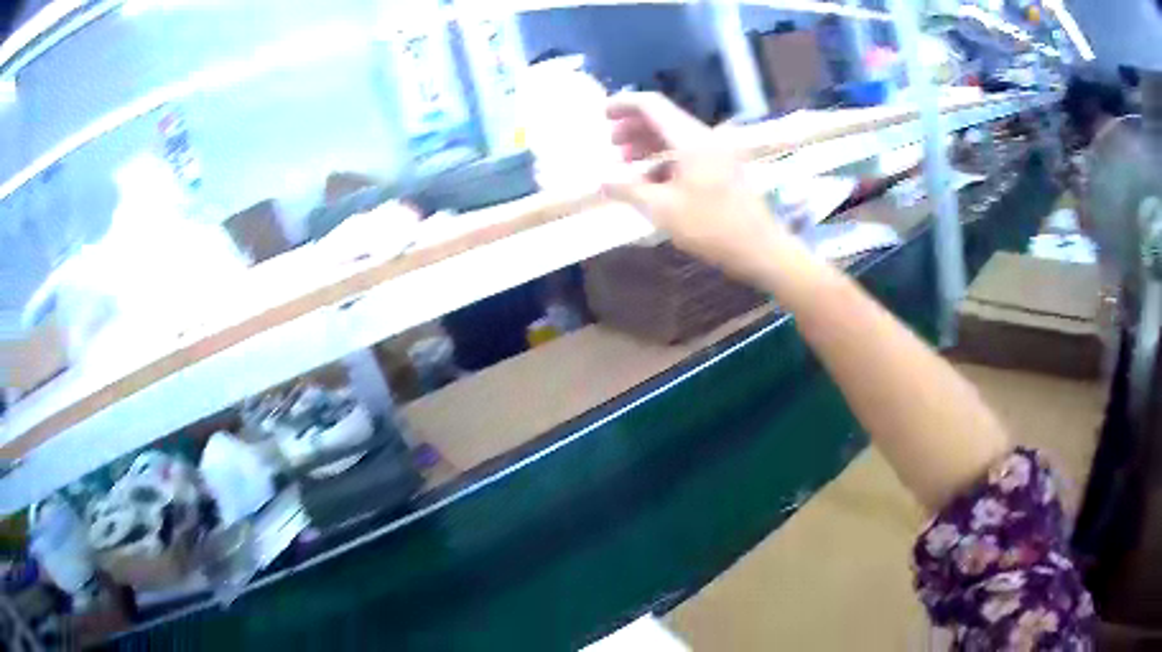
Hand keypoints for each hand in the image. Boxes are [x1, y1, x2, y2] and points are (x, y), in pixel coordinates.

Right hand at [601, 93, 793, 283]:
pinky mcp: (723, 166)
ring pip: (676, 135)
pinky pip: (689, 151)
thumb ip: (628, 190)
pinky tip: (652, 180)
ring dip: (649, 143)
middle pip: (663, 118)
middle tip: (612, 143)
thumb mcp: (662, 210)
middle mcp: (704, 137)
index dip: (624, 104)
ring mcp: (717, 151)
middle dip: (633, 126)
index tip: (602, 114)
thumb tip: (601, 181)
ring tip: (626, 161)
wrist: (760, 247)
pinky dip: (666, 158)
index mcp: (689, 139)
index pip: (651, 105)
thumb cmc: (711, 227)